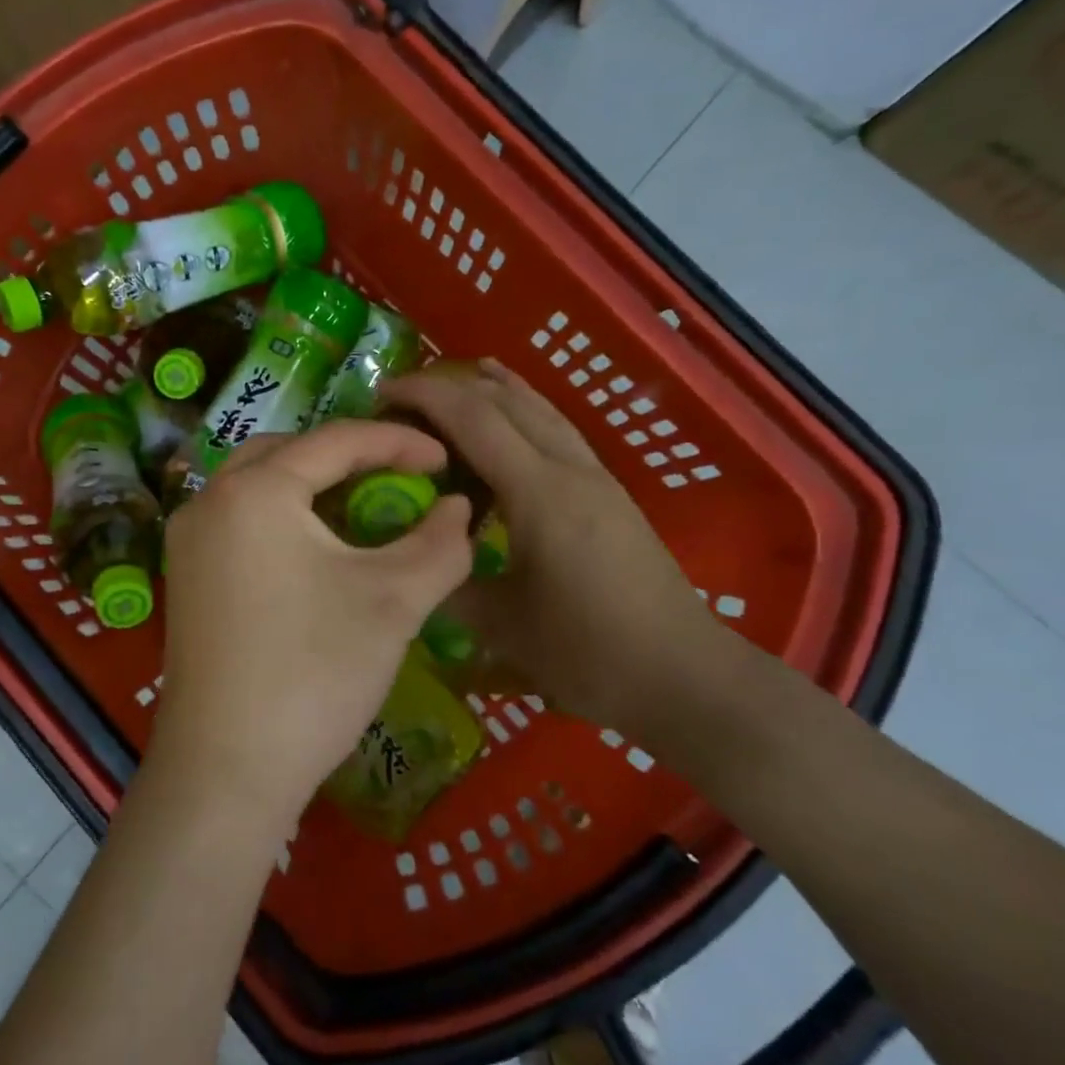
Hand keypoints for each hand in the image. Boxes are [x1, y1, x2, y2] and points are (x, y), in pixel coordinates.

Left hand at [154, 421, 474, 827]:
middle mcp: (208, 501)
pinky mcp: (185, 578)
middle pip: (287, 452)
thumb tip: (459, 507)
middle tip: (397, 476)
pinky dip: (281, 516)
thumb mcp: (393, 602)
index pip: (336, 440)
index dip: (398, 443)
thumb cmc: (314, 674)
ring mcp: (187, 542)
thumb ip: (439, 543)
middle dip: (346, 456)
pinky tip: (314, 550)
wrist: (226, 771)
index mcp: (255, 490)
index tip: (445, 460)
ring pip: (257, 486)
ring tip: (361, 507)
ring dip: (310, 485)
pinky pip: (238, 521)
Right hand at [381, 360, 737, 746]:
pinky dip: (522, 410)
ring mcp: (595, 477)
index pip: (473, 419)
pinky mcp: (608, 493)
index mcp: (539, 493)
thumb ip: (448, 580)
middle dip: (450, 387)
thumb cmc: (589, 653)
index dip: (424, 396)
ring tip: (449, 387)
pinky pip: (556, 430)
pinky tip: (511, 417)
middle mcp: (570, 470)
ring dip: (490, 390)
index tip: (380, 395)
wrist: (684, 676)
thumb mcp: (502, 625)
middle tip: (402, 401)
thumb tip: (410, 555)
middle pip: (506, 401)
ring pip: (539, 408)